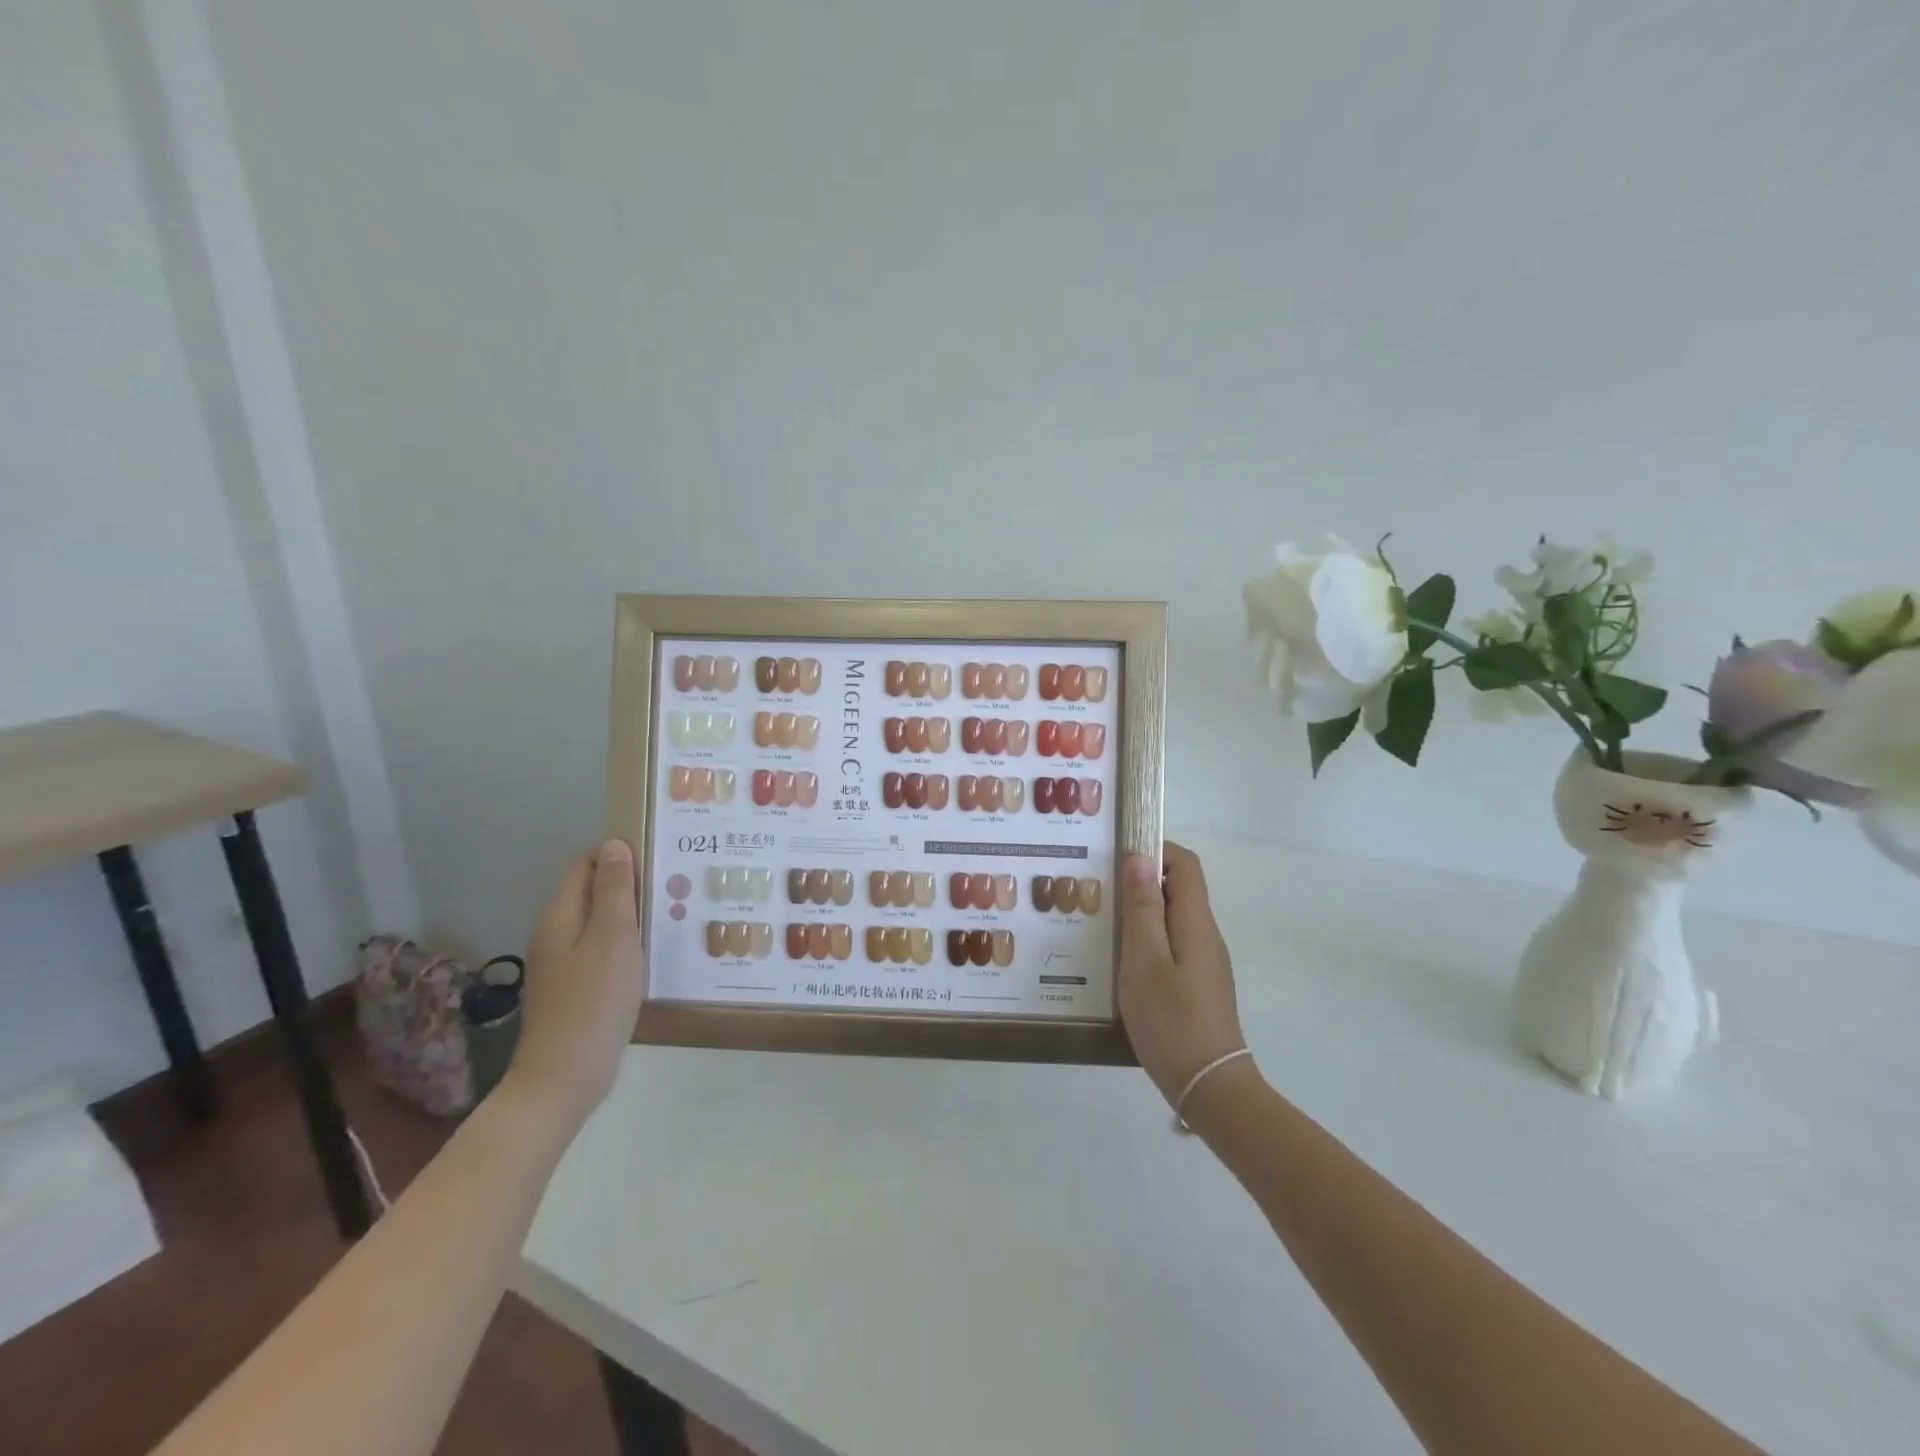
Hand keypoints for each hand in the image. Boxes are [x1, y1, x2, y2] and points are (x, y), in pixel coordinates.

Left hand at [504, 839, 645, 1128]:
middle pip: (592, 893)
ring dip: (631, 915)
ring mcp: (564, 965)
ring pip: (600, 923)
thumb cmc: (594, 1000)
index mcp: (561, 916)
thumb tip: (613, 845)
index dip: (617, 855)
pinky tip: (652, 954)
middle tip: (673, 884)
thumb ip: (615, 890)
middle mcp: (557, 935)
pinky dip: (627, 943)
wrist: (565, 1077)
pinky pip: (603, 951)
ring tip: (671, 914)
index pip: (584, 866)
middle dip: (629, 884)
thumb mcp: (613, 937)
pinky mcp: (577, 990)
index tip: (658, 856)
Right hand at [1118, 841, 1250, 1107]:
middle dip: (1141, 880)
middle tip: (1099, 889)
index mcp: (1196, 923)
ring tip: (1102, 923)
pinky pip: (1172, 944)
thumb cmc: (1172, 1021)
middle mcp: (1205, 935)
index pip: (1185, 864)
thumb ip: (1143, 909)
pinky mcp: (1197, 984)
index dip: (1155, 849)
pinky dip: (1147, 939)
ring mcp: (1204, 961)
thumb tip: (1140, 858)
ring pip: (1173, 918)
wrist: (1210, 1087)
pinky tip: (1120, 960)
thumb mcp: (1144, 961)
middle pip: (1179, 888)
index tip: (1117, 856)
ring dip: (1141, 911)